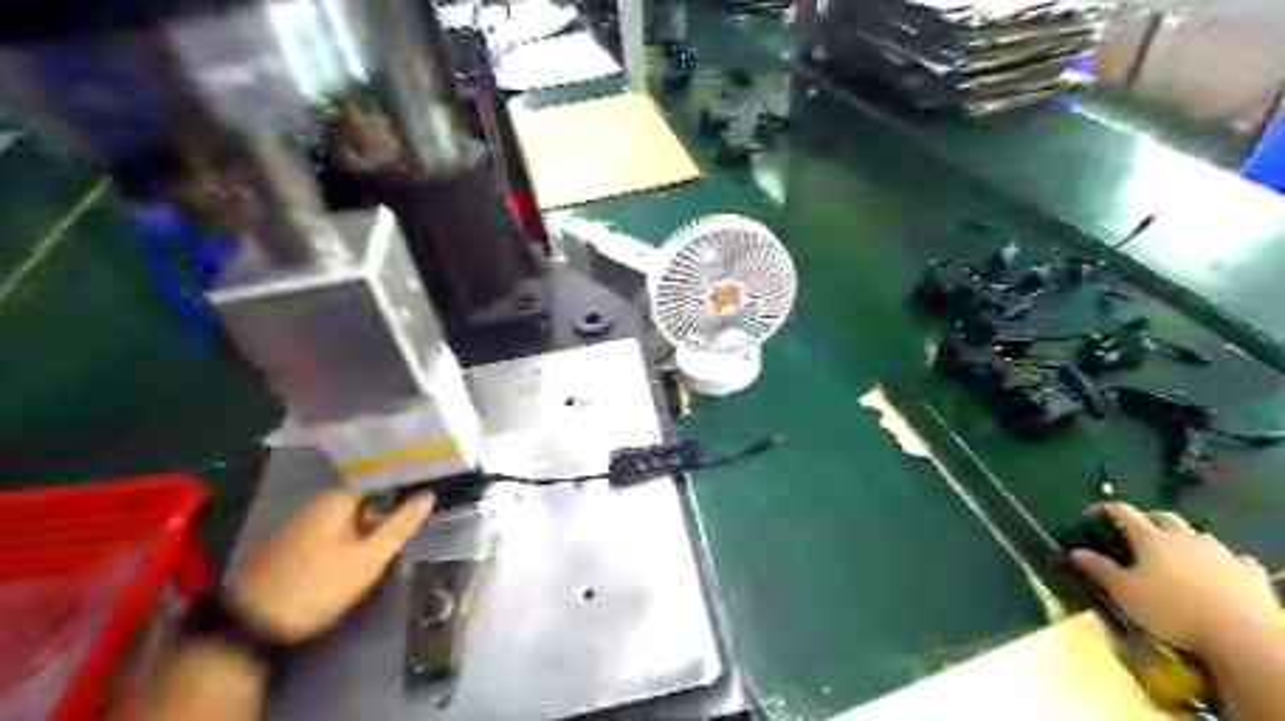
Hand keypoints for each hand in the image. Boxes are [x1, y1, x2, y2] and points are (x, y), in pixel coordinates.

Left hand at [228, 490, 434, 640]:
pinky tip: (365, 554)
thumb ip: (399, 525)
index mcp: (336, 499)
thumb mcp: (368, 558)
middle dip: (390, 511)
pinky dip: (353, 538)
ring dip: (372, 527)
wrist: (251, 625)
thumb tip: (428, 495)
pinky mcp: (293, 544)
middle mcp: (317, 503)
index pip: (381, 480)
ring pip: (350, 518)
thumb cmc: (318, 586)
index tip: (429, 494)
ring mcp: (302, 523)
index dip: (406, 486)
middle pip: (366, 500)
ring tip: (397, 541)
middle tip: (417, 525)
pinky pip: (334, 531)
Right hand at [1070, 505, 1277, 654]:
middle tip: (1137, 530)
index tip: (1093, 514)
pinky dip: (1223, 561)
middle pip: (1164, 518)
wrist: (1243, 637)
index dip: (1107, 510)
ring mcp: (1221, 554)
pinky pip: (1235, 559)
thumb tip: (1075, 551)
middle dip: (1149, 519)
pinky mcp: (1250, 574)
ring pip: (1199, 535)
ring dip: (1185, 538)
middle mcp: (1185, 538)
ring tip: (1177, 552)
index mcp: (1151, 539)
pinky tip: (1221, 570)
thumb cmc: (1172, 611)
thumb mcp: (1124, 593)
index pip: (1123, 512)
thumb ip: (1099, 569)